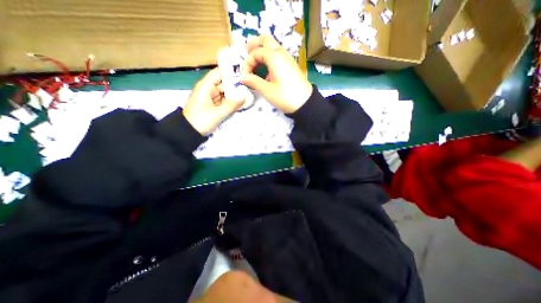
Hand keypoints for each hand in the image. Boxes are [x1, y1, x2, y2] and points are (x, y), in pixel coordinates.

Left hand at [185, 68, 246, 135]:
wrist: (189, 132)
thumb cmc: (200, 121)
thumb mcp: (217, 114)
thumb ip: (231, 105)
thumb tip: (244, 97)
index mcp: (206, 86)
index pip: (219, 73)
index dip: (231, 72)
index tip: (245, 73)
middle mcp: (209, 89)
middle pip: (224, 82)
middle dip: (236, 84)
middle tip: (250, 86)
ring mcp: (211, 97)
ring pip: (225, 91)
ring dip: (235, 93)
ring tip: (248, 94)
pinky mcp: (213, 104)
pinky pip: (224, 99)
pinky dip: (231, 100)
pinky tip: (241, 102)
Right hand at [241, 34, 312, 113]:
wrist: (305, 103)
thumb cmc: (285, 97)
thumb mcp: (267, 90)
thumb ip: (253, 82)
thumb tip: (242, 78)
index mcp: (275, 57)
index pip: (256, 52)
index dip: (248, 63)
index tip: (245, 76)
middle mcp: (282, 54)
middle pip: (266, 40)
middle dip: (254, 46)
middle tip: (247, 55)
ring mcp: (288, 59)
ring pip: (273, 48)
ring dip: (262, 53)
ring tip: (256, 66)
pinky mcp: (291, 66)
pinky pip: (278, 57)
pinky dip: (270, 60)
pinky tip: (267, 74)